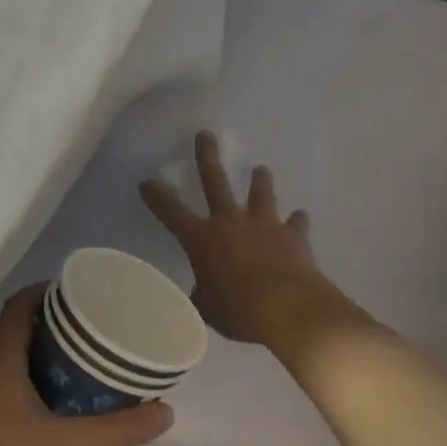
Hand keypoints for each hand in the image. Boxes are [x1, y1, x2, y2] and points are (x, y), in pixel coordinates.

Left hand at [0, 287, 171, 445]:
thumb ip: (121, 429)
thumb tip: (165, 411)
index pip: (19, 304)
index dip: (48, 291)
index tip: (81, 295)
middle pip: (11, 330)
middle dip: (48, 326)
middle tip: (88, 333)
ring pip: (1, 361)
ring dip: (33, 357)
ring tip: (75, 367)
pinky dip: (20, 384)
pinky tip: (47, 410)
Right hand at [141, 132, 338, 347]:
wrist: (288, 309)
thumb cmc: (238, 310)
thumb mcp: (207, 308)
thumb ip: (203, 294)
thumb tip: (204, 291)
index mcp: (202, 240)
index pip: (171, 213)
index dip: (156, 197)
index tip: (146, 182)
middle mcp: (230, 223)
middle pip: (215, 182)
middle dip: (207, 157)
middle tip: (205, 135)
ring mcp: (264, 226)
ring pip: (260, 195)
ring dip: (260, 182)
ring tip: (260, 170)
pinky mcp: (293, 236)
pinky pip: (295, 224)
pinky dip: (296, 222)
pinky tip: (300, 217)